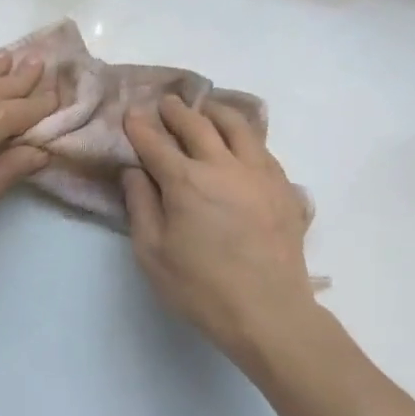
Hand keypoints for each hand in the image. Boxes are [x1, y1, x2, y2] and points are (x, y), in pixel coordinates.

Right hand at [122, 96, 316, 360]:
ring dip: (216, 113)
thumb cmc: (200, 287)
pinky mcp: (284, 188)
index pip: (156, 143)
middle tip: (165, 104)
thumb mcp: (152, 253)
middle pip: (197, 125)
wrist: (268, 311)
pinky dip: (245, 136)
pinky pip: (263, 148)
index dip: (140, 127)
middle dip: (177, 111)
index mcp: (186, 181)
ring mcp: (259, 173)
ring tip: (206, 110)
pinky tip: (241, 143)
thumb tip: (133, 171)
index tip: (130, 114)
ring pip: (238, 127)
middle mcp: (223, 165)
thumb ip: (140, 205)